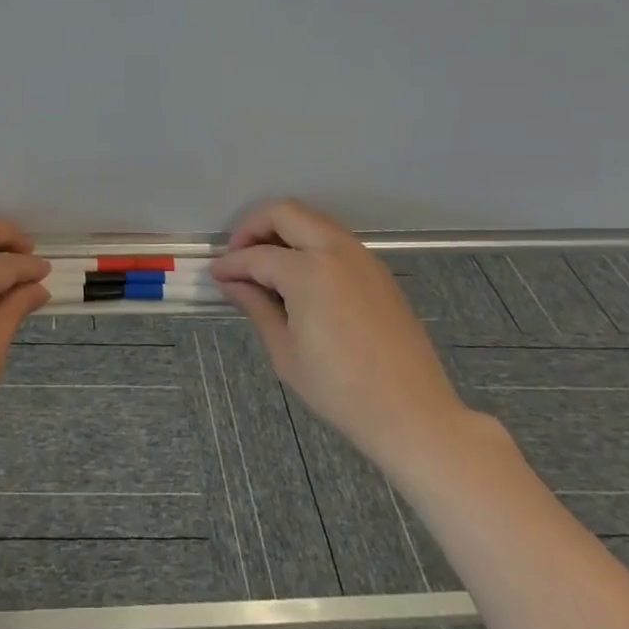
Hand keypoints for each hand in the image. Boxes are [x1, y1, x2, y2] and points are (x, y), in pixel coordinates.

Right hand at [211, 200, 472, 477]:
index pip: (257, 256)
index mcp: (309, 271)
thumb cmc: (340, 390)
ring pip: (312, 220)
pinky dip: (309, 243)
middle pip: (285, 213)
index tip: (215, 276)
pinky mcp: (377, 271)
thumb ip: (256, 307)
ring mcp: (362, 257)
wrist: (413, 414)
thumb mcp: (285, 352)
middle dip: (254, 228)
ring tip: (265, 266)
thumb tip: (232, 284)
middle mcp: (336, 250)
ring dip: (284, 231)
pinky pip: (334, 239)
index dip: (231, 265)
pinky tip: (298, 276)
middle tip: (238, 257)